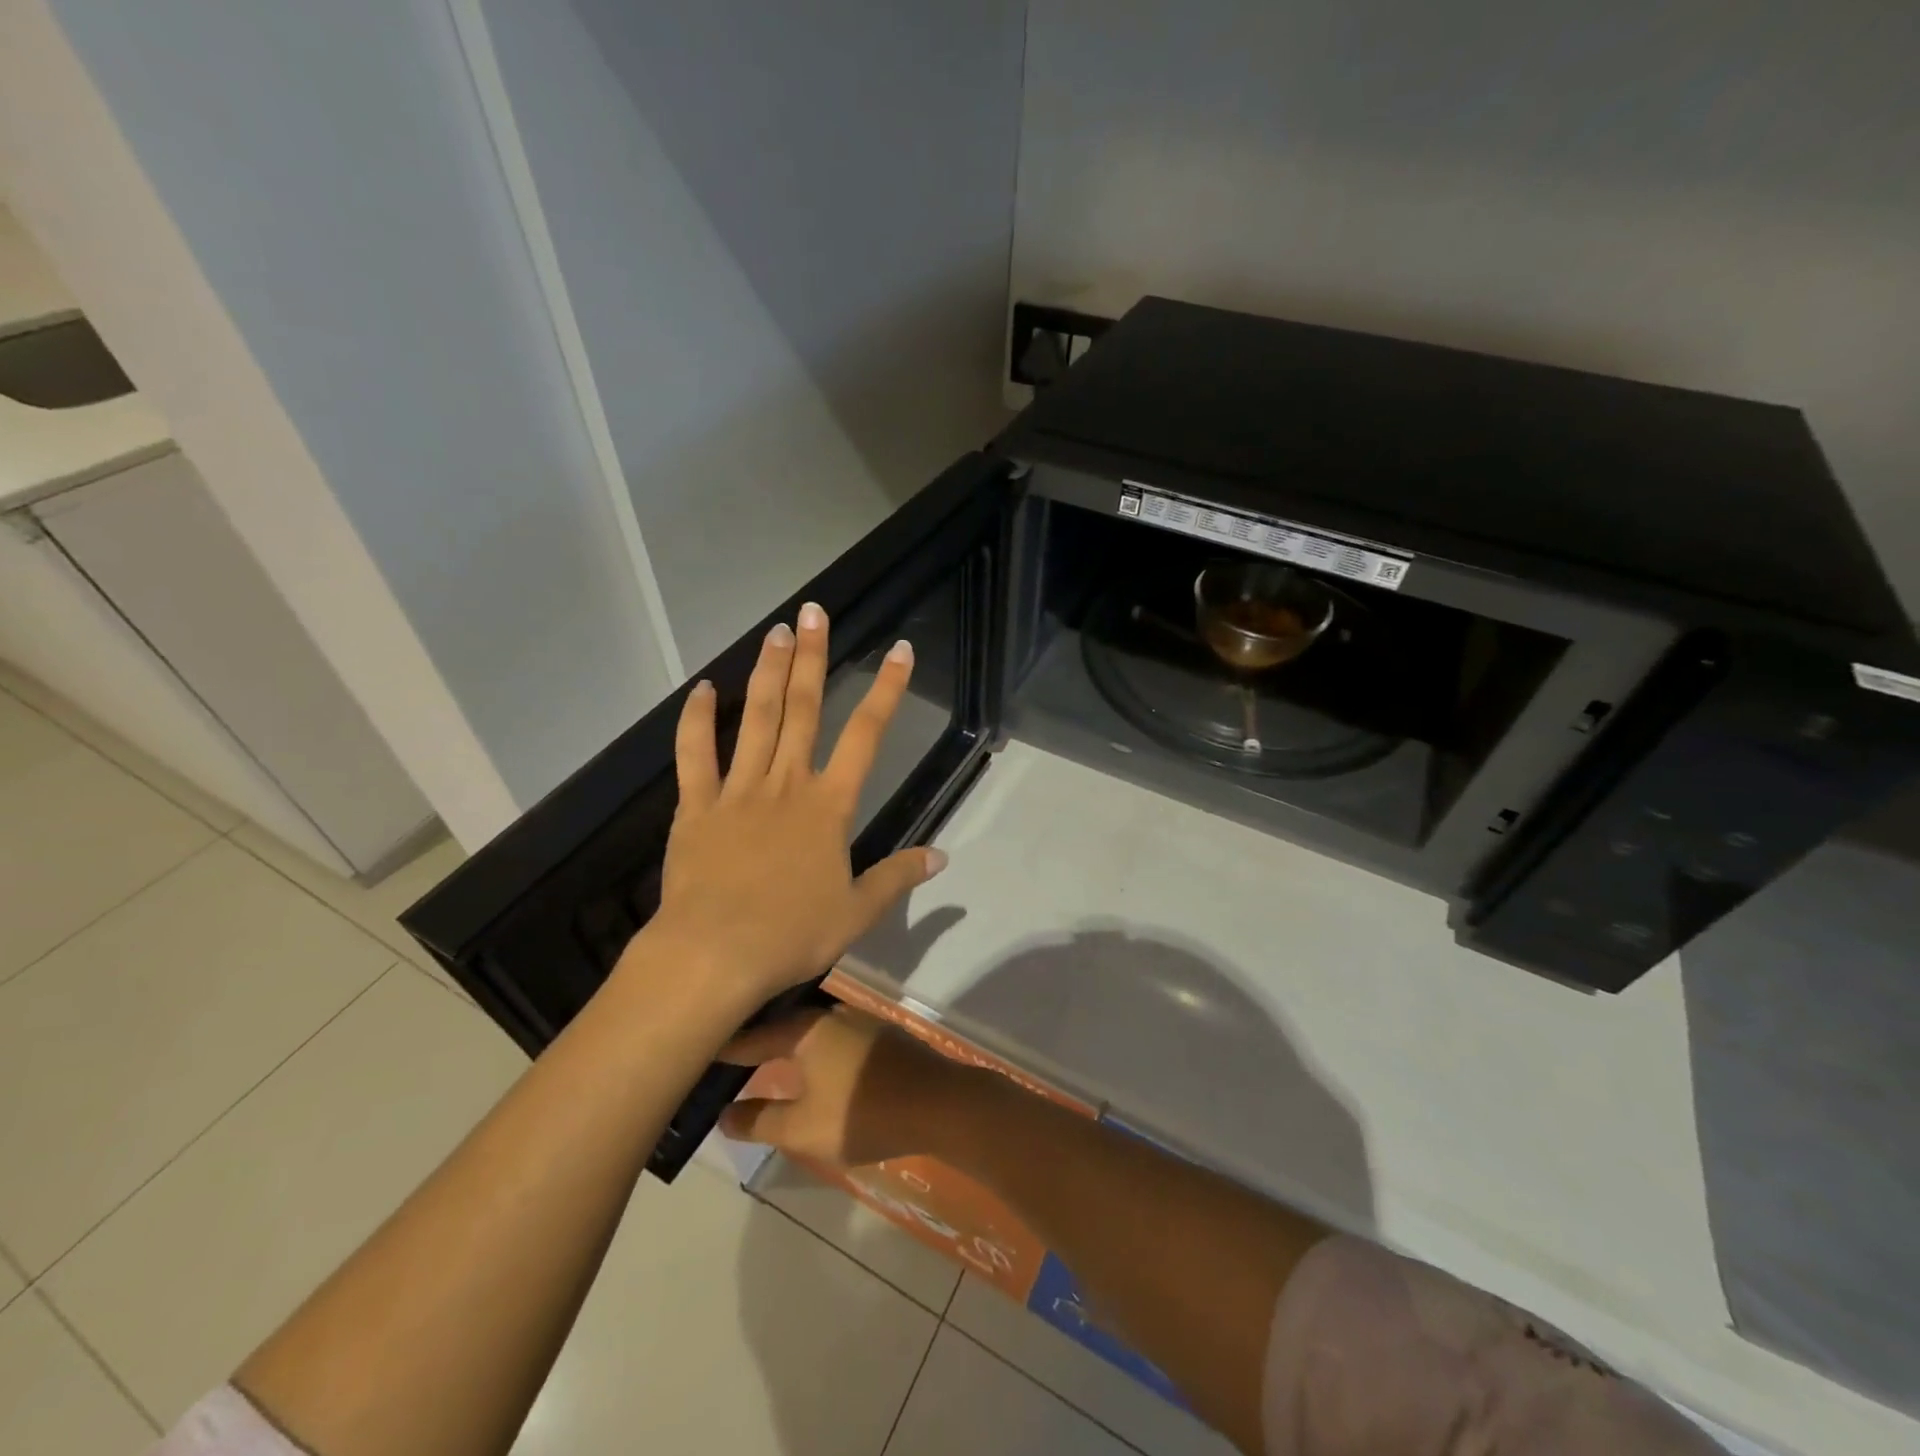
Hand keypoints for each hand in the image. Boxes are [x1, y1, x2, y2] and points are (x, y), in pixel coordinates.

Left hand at [629, 603, 947, 1009]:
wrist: (714, 954)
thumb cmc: (792, 934)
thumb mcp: (857, 911)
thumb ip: (897, 877)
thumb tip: (942, 857)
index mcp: (829, 806)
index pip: (867, 735)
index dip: (887, 690)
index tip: (898, 651)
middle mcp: (786, 783)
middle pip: (803, 709)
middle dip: (813, 657)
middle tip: (813, 612)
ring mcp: (737, 790)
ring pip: (755, 718)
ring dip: (767, 672)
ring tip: (775, 631)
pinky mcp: (696, 806)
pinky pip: (695, 754)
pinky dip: (697, 719)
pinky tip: (702, 689)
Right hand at [717, 1007, 967, 1165]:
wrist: (940, 1103)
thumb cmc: (864, 1114)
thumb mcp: (803, 1129)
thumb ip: (760, 1120)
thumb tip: (724, 1114)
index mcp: (806, 1028)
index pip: (753, 1034)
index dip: (724, 1045)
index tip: (697, 1047)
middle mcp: (830, 1013)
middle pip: (781, 1022)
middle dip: (754, 1038)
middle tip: (724, 1056)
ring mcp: (859, 1020)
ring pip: (808, 1026)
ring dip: (785, 1041)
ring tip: (761, 1060)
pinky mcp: (880, 1033)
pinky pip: (831, 1034)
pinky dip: (810, 1046)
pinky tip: (808, 1064)